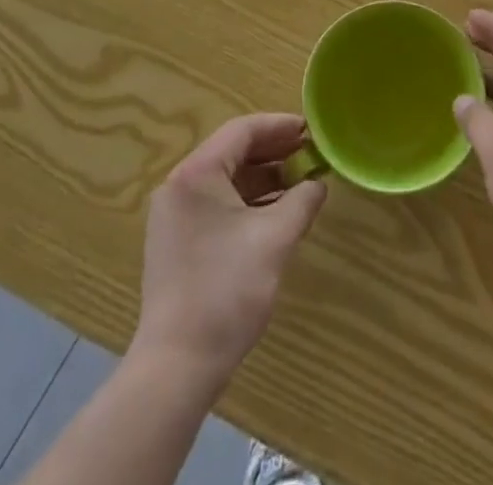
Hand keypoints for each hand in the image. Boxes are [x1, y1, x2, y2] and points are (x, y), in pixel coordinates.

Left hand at [133, 114, 326, 381]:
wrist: (177, 366)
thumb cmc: (226, 291)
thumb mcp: (274, 239)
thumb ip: (301, 201)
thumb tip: (318, 184)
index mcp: (196, 173)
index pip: (242, 130)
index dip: (280, 126)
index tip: (312, 130)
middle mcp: (180, 185)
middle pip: (232, 152)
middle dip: (274, 152)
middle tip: (311, 154)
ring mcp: (175, 215)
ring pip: (226, 180)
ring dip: (263, 178)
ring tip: (301, 183)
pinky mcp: (177, 242)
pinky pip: (217, 204)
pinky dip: (248, 202)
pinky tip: (276, 213)